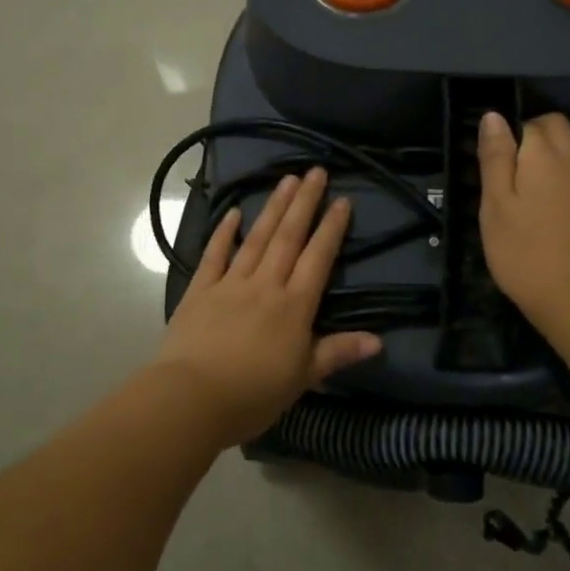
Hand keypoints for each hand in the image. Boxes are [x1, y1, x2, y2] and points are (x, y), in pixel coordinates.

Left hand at [154, 168, 381, 446]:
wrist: (191, 399)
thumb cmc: (252, 394)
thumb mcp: (302, 378)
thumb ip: (337, 353)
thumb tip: (378, 341)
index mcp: (294, 306)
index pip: (318, 258)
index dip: (331, 228)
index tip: (342, 200)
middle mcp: (265, 285)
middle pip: (288, 237)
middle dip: (304, 203)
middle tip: (316, 171)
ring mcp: (230, 284)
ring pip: (257, 238)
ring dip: (273, 208)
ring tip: (286, 179)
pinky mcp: (199, 291)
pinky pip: (214, 255)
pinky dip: (224, 233)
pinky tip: (232, 213)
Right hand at [477, 112, 569, 326]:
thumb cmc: (523, 252)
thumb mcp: (494, 205)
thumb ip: (495, 158)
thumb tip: (494, 116)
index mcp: (543, 157)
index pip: (530, 124)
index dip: (511, 134)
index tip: (497, 158)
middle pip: (564, 128)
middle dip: (542, 132)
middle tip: (520, 160)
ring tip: (556, 165)